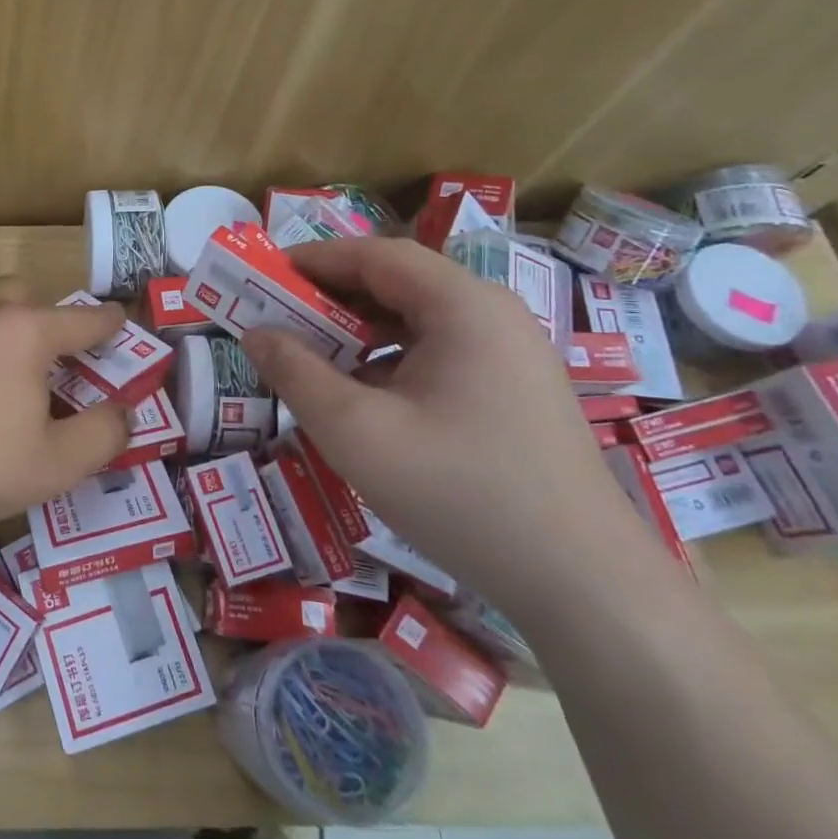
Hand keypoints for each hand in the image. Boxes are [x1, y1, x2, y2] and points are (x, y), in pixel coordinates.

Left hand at [0, 282, 129, 550]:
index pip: (83, 319)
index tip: (121, 323)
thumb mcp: (58, 464)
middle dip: (51, 319)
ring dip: (9, 326)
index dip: (109, 323)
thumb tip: (124, 412)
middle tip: (58, 363)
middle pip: (29, 297)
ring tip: (11, 373)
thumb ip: (105, 433)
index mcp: (25, 331)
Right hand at [242, 237, 667, 621]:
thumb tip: (254, 332)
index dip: (314, 258)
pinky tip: (367, 397)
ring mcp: (513, 354)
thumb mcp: (355, 431)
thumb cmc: (458, 492)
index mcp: (463, 306)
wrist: (582, 583)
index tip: (263, 275)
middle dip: (332, 297)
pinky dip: (392, 359)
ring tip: (314, 357)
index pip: (376, 255)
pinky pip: (441, 353)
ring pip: (419, 320)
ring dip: (360, 330)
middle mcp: (494, 315)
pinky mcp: (518, 391)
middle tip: (278, 318)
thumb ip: (296, 373)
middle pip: (399, 283)